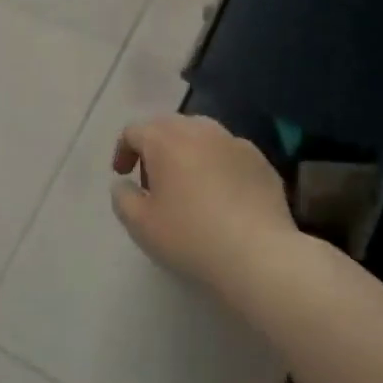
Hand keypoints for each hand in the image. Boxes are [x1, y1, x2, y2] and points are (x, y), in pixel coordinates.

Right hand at [111, 115, 294, 294]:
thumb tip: (125, 184)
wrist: (260, 256)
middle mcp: (199, 130)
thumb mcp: (140, 224)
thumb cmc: (191, 237)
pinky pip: (228, 153)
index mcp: (165, 139)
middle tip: (154, 181)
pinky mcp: (261, 161)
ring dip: (187, 152)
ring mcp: (234, 142)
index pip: (134, 131)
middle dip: (155, 147)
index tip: (123, 176)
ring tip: (188, 185)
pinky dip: (217, 165)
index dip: (123, 151)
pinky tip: (222, 196)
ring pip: (201, 135)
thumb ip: (122, 197)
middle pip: (168, 126)